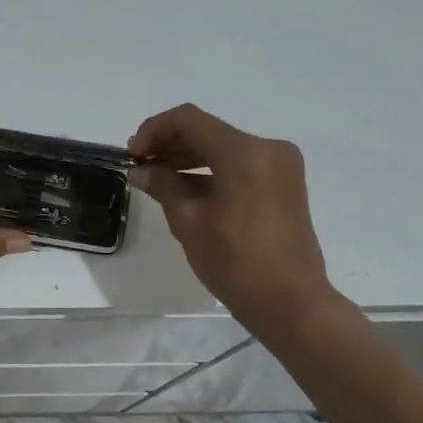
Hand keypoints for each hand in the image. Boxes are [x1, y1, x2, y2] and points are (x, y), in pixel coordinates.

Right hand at [128, 103, 338, 332]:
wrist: (290, 302)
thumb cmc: (235, 263)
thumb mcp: (190, 223)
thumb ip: (164, 186)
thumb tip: (142, 170)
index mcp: (245, 153)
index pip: (189, 120)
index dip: (154, 130)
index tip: (132, 155)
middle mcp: (268, 148)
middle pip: (208, 131)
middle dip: (170, 144)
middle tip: (140, 167)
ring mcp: (281, 166)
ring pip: (224, 147)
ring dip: (189, 157)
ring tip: (157, 179)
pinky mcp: (284, 184)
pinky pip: (241, 165)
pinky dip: (212, 171)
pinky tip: (186, 188)